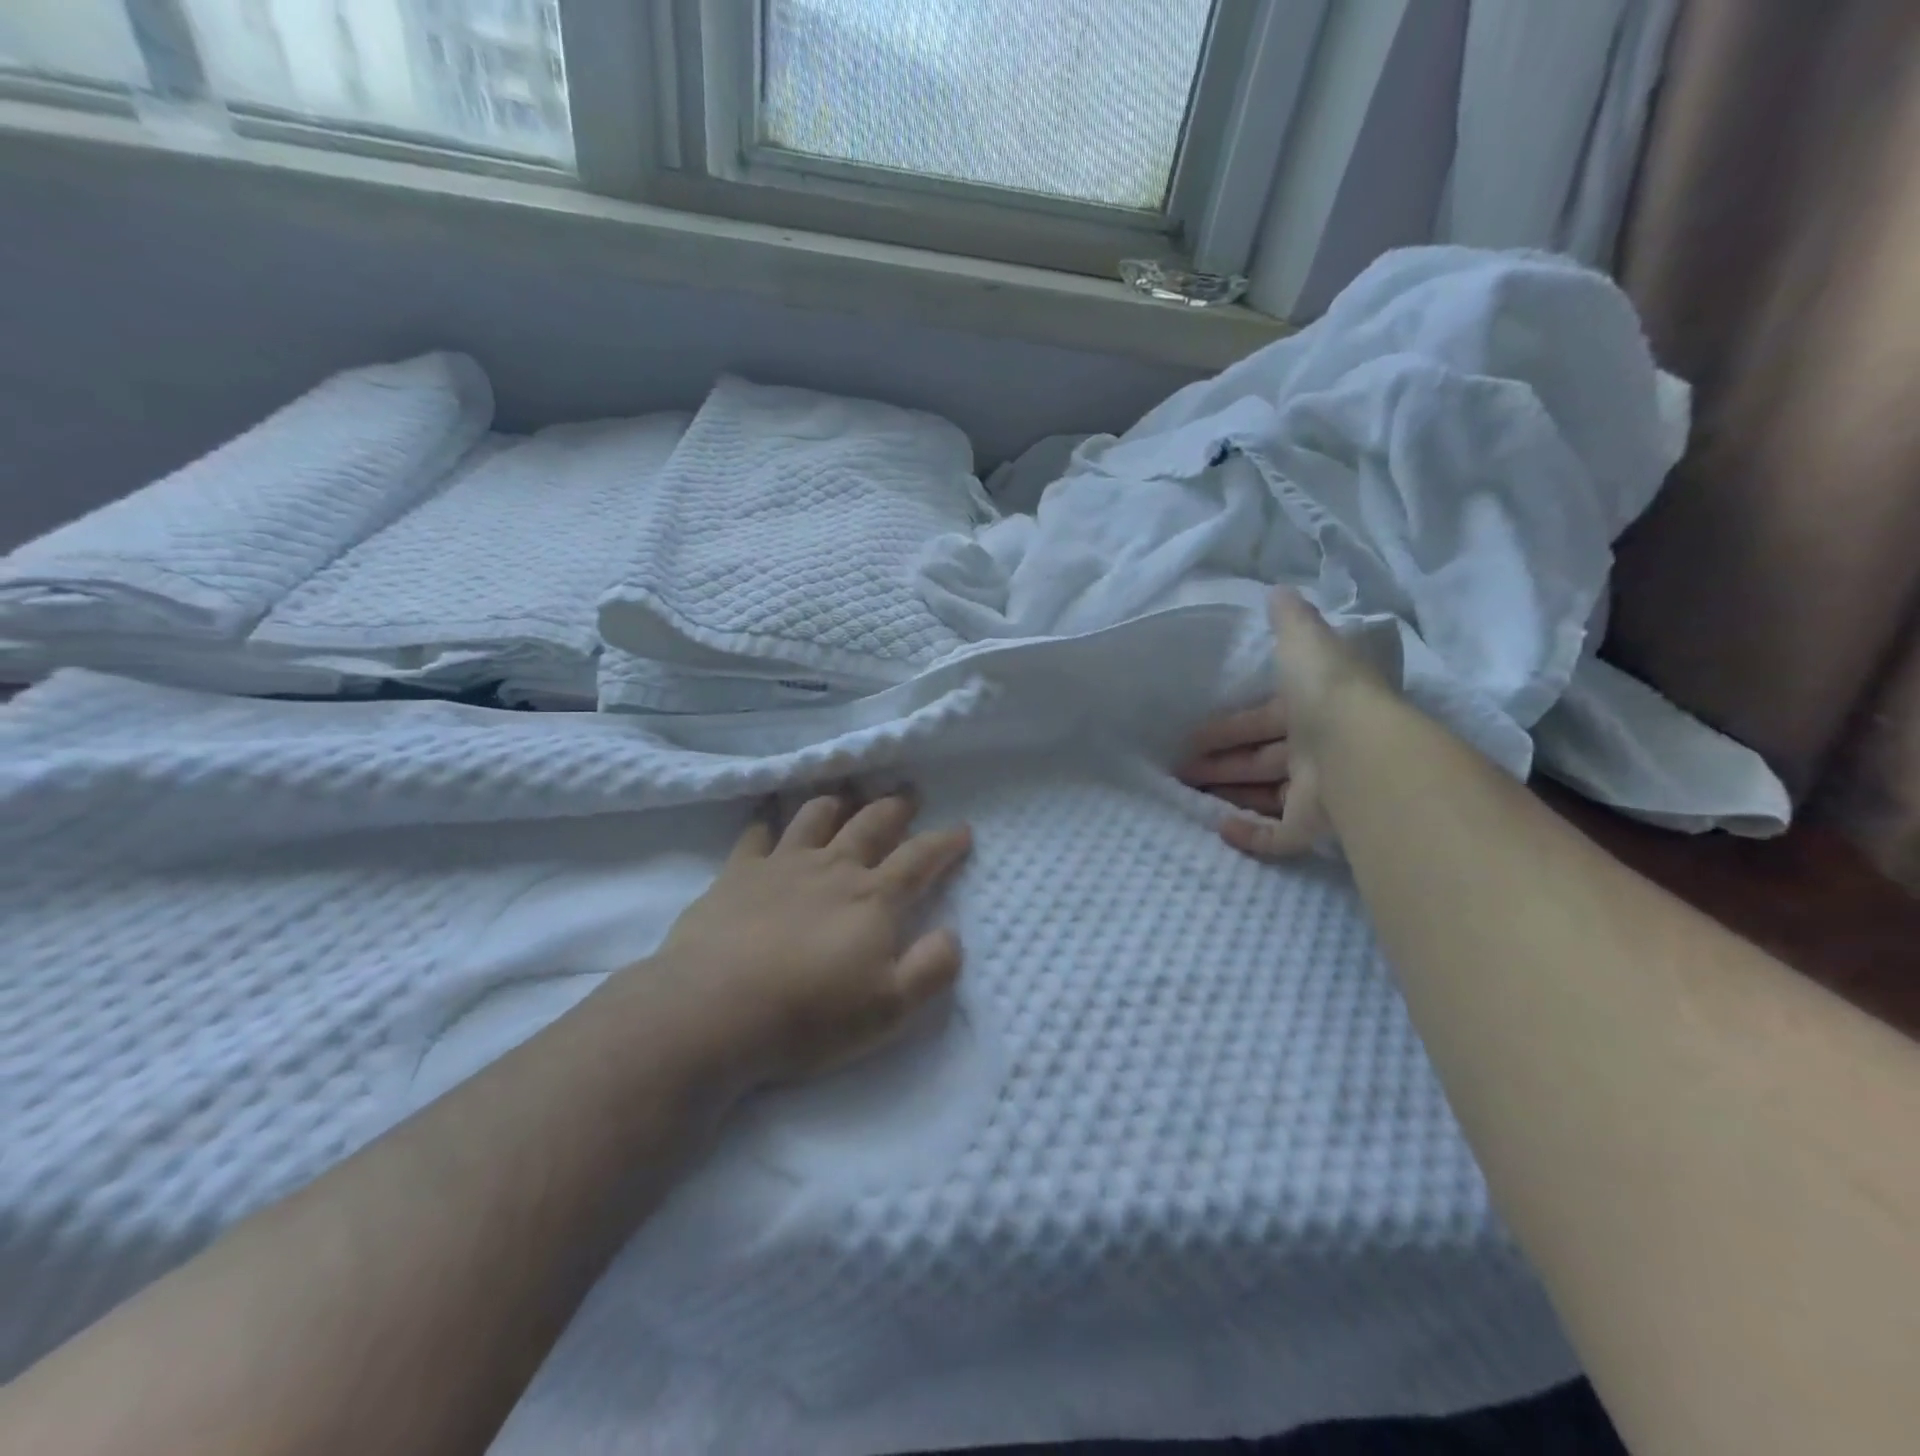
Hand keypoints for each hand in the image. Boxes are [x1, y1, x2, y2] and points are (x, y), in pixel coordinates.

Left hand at [644, 792, 971, 1090]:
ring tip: (845, 797)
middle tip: (908, 794)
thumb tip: (952, 935)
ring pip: (815, 816)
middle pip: (870, 824)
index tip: (961, 829)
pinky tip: (768, 819)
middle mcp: (832, 868)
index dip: (944, 842)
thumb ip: (930, 969)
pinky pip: (756, 834)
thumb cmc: (809, 1014)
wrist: (712, 1010)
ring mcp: (782, 864)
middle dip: (895, 807)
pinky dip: (767, 821)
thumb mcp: (888, 1009)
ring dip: (836, 803)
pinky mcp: (737, 873)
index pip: (920, 859)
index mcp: (872, 898)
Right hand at [1178, 588, 1376, 858]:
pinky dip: (1250, 836)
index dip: (1225, 727)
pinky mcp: (1313, 826)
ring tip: (1187, 795)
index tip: (1190, 737)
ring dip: (1228, 793)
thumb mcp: (1305, 642)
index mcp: (1310, 711)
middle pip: (1257, 759)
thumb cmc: (1326, 693)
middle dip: (1219, 763)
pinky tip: (1220, 829)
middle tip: (1179, 769)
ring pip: (1264, 795)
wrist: (1360, 748)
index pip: (1259, 720)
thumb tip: (1279, 591)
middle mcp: (1313, 751)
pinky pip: (1278, 836)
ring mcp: (1315, 791)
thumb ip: (1290, 620)